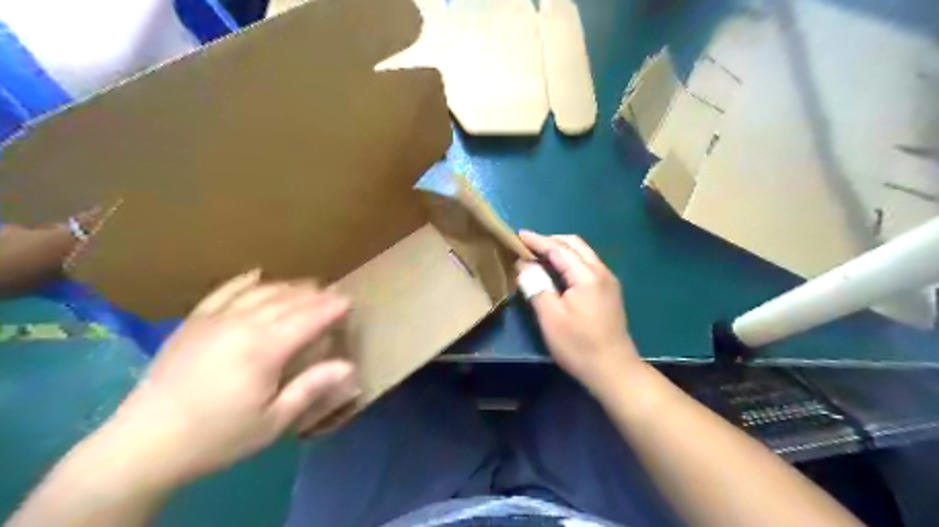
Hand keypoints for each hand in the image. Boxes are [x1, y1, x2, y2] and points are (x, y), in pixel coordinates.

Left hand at [105, 275, 360, 487]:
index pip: (309, 317)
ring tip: (307, 286)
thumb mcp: (273, 421)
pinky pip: (224, 292)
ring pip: (261, 291)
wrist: (143, 444)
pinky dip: (245, 281)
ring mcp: (214, 320)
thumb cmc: (218, 437)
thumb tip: (350, 366)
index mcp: (265, 349)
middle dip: (316, 294)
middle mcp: (242, 324)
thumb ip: (312, 388)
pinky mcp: (193, 322)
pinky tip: (257, 275)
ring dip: (289, 286)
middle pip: (288, 300)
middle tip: (334, 293)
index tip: (350, 301)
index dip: (332, 307)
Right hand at [516, 231, 641, 395]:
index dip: (537, 241)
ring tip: (539, 254)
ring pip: (583, 253)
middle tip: (527, 245)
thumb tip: (524, 264)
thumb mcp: (551, 318)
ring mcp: (608, 281)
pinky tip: (558, 271)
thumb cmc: (579, 345)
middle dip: (550, 241)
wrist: (614, 370)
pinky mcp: (609, 292)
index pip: (559, 249)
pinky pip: (587, 265)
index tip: (518, 235)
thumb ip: (537, 286)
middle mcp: (601, 272)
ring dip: (561, 249)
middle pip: (575, 244)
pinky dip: (570, 260)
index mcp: (587, 276)